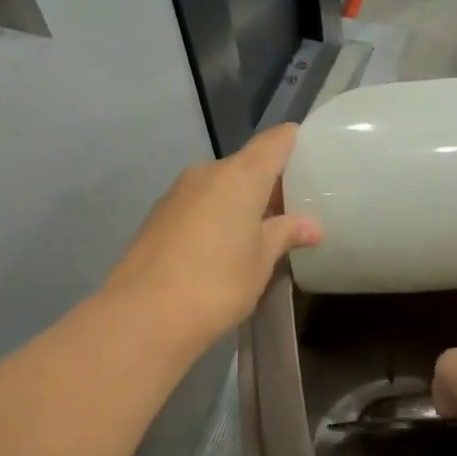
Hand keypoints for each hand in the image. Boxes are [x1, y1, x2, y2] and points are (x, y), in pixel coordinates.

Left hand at [104, 124, 321, 351]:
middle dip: (268, 185)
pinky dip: (215, 216)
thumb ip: (285, 234)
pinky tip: (221, 249)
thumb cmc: (218, 283)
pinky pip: (198, 204)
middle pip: (246, 165)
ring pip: (220, 186)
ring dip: (240, 203)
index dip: (295, 144)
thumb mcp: (261, 261)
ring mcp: (177, 193)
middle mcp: (207, 173)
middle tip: (291, 213)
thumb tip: (311, 225)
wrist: (144, 314)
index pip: (275, 141)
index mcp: (240, 175)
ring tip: (258, 235)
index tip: (312, 160)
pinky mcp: (158, 215)